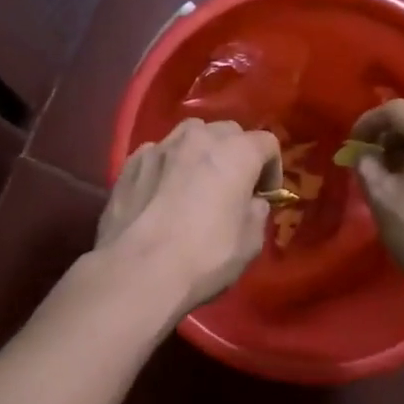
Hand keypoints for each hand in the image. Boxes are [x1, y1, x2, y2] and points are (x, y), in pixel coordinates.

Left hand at [98, 118, 282, 315]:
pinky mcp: (131, 162)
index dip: (271, 169)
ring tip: (195, 182)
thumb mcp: (250, 243)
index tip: (264, 195)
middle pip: (228, 132)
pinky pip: (159, 153)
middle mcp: (199, 138)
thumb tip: (251, 202)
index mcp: (236, 153)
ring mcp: (160, 146)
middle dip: (235, 154)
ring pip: (190, 135)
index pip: (266, 143)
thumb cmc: (204, 257)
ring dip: (200, 153)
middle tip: (232, 186)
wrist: (137, 272)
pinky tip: (162, 193)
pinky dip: (168, 165)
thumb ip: (256, 212)